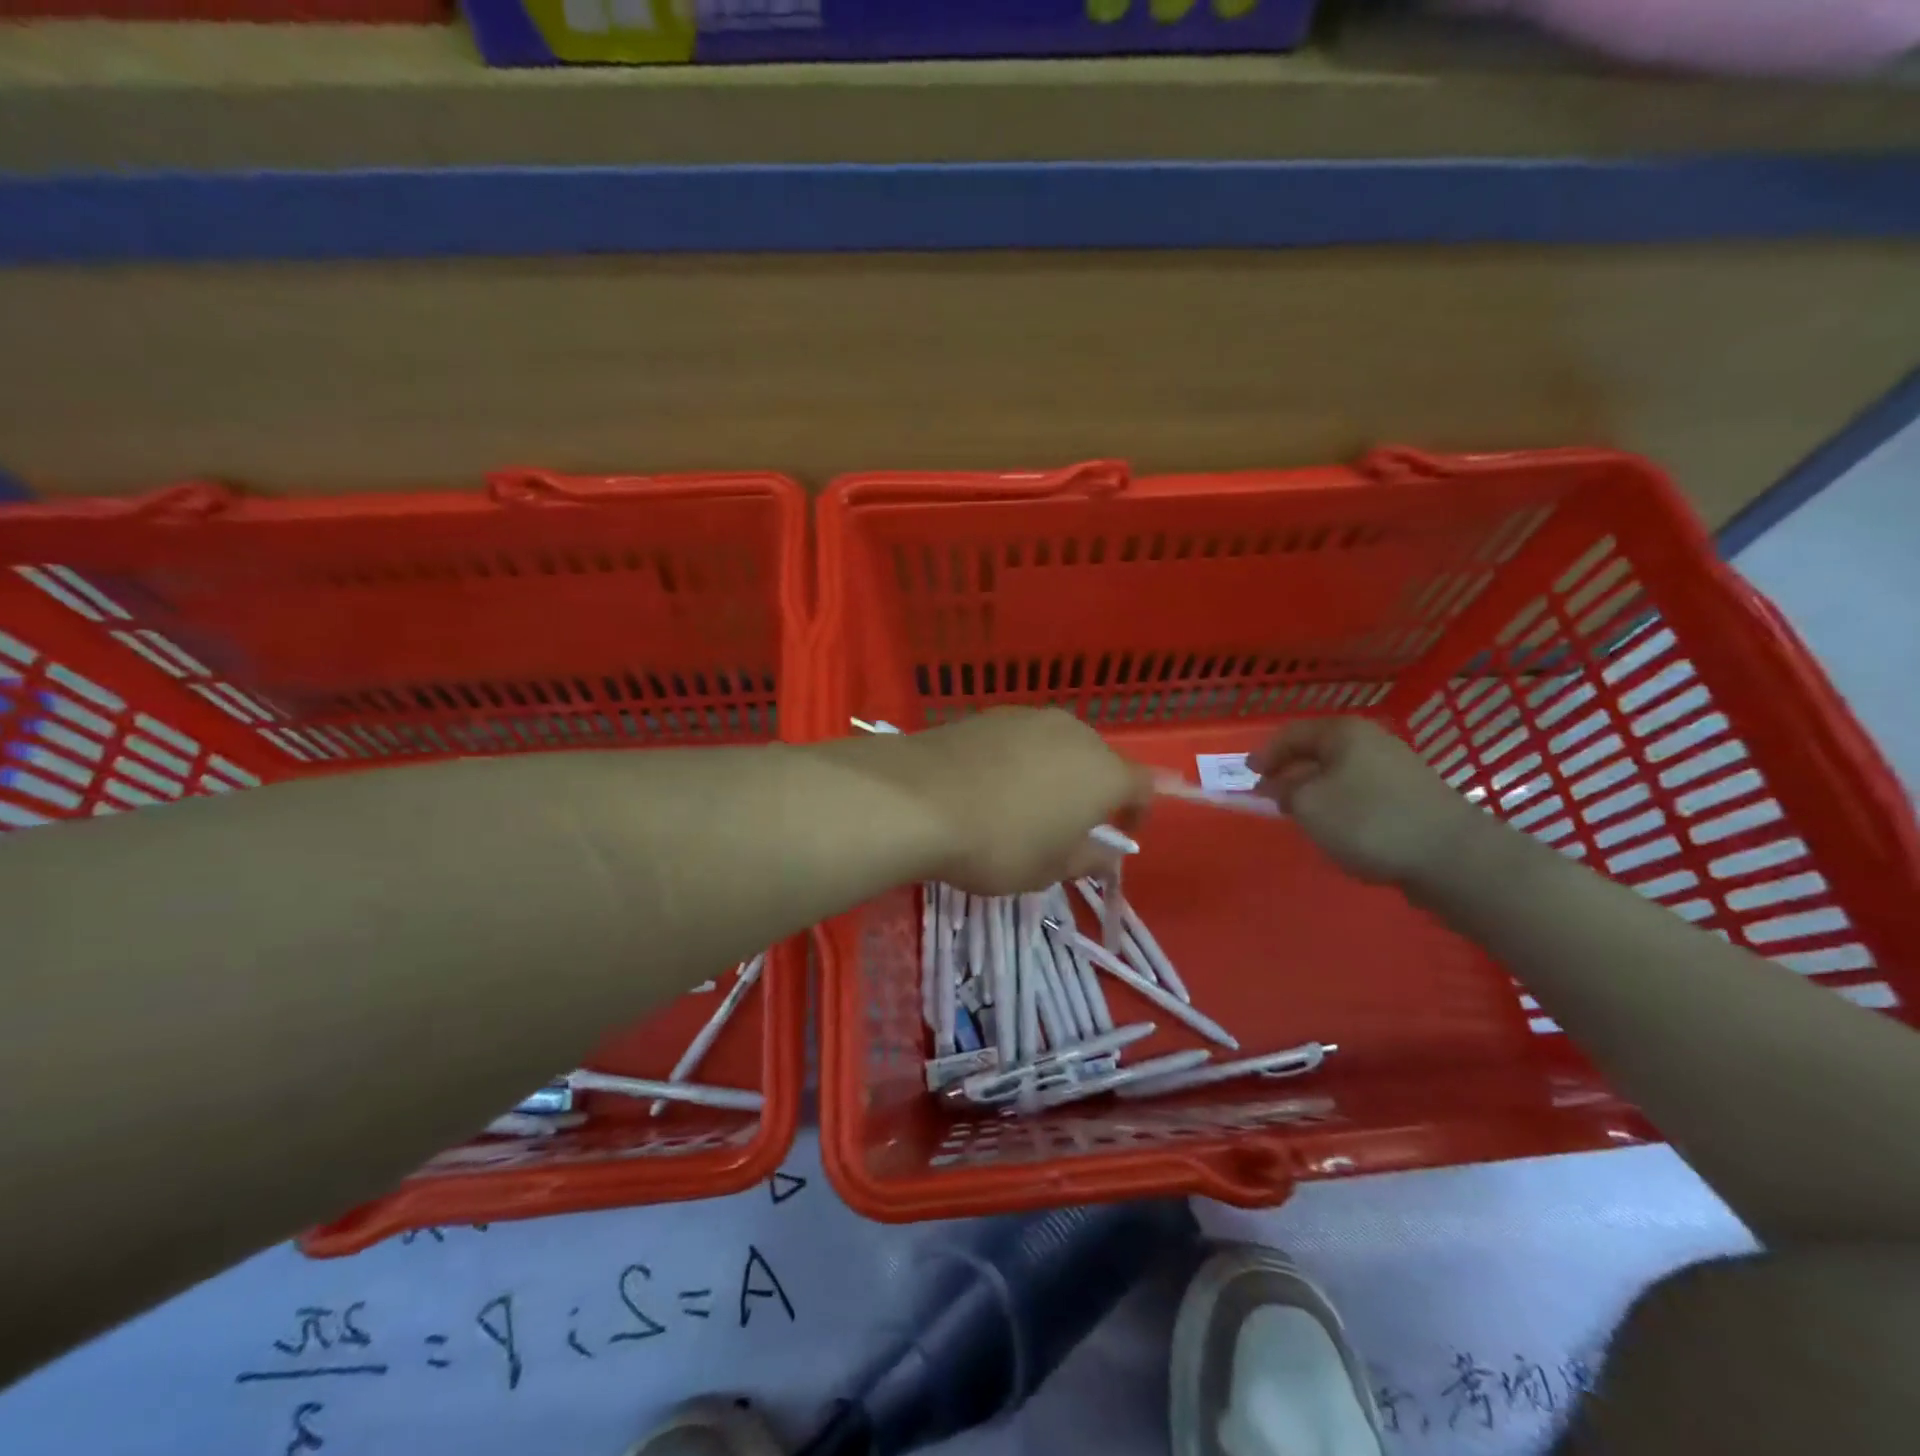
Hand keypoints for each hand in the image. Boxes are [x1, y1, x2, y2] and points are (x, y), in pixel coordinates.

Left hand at [890, 708, 1151, 896]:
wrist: (918, 799)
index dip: (1139, 812)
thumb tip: (1105, 853)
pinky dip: (1018, 760)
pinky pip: (1021, 739)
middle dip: (1092, 791)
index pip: (1143, 786)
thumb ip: (1088, 859)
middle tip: (1067, 824)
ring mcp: (1030, 717)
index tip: (1122, 834)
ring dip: (1054, 772)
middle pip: (1098, 760)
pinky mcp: (991, 714)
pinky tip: (990, 784)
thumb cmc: (999, 843)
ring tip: (1025, 805)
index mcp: (1104, 773)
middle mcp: (1075, 734)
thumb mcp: (1049, 869)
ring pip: (1058, 746)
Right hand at [1249, 717, 1480, 885]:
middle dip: (1291, 773)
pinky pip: (1363, 794)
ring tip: (1303, 817)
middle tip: (1271, 798)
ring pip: (1341, 774)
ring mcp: (1397, 769)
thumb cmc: (1368, 821)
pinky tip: (1341, 831)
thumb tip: (1280, 786)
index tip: (1247, 777)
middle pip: (1318, 752)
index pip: (1291, 734)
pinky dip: (1343, 807)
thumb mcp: (1308, 805)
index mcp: (1343, 733)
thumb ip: (1284, 791)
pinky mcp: (1413, 798)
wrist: (1453, 857)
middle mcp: (1372, 741)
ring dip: (1317, 792)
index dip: (1265, 754)